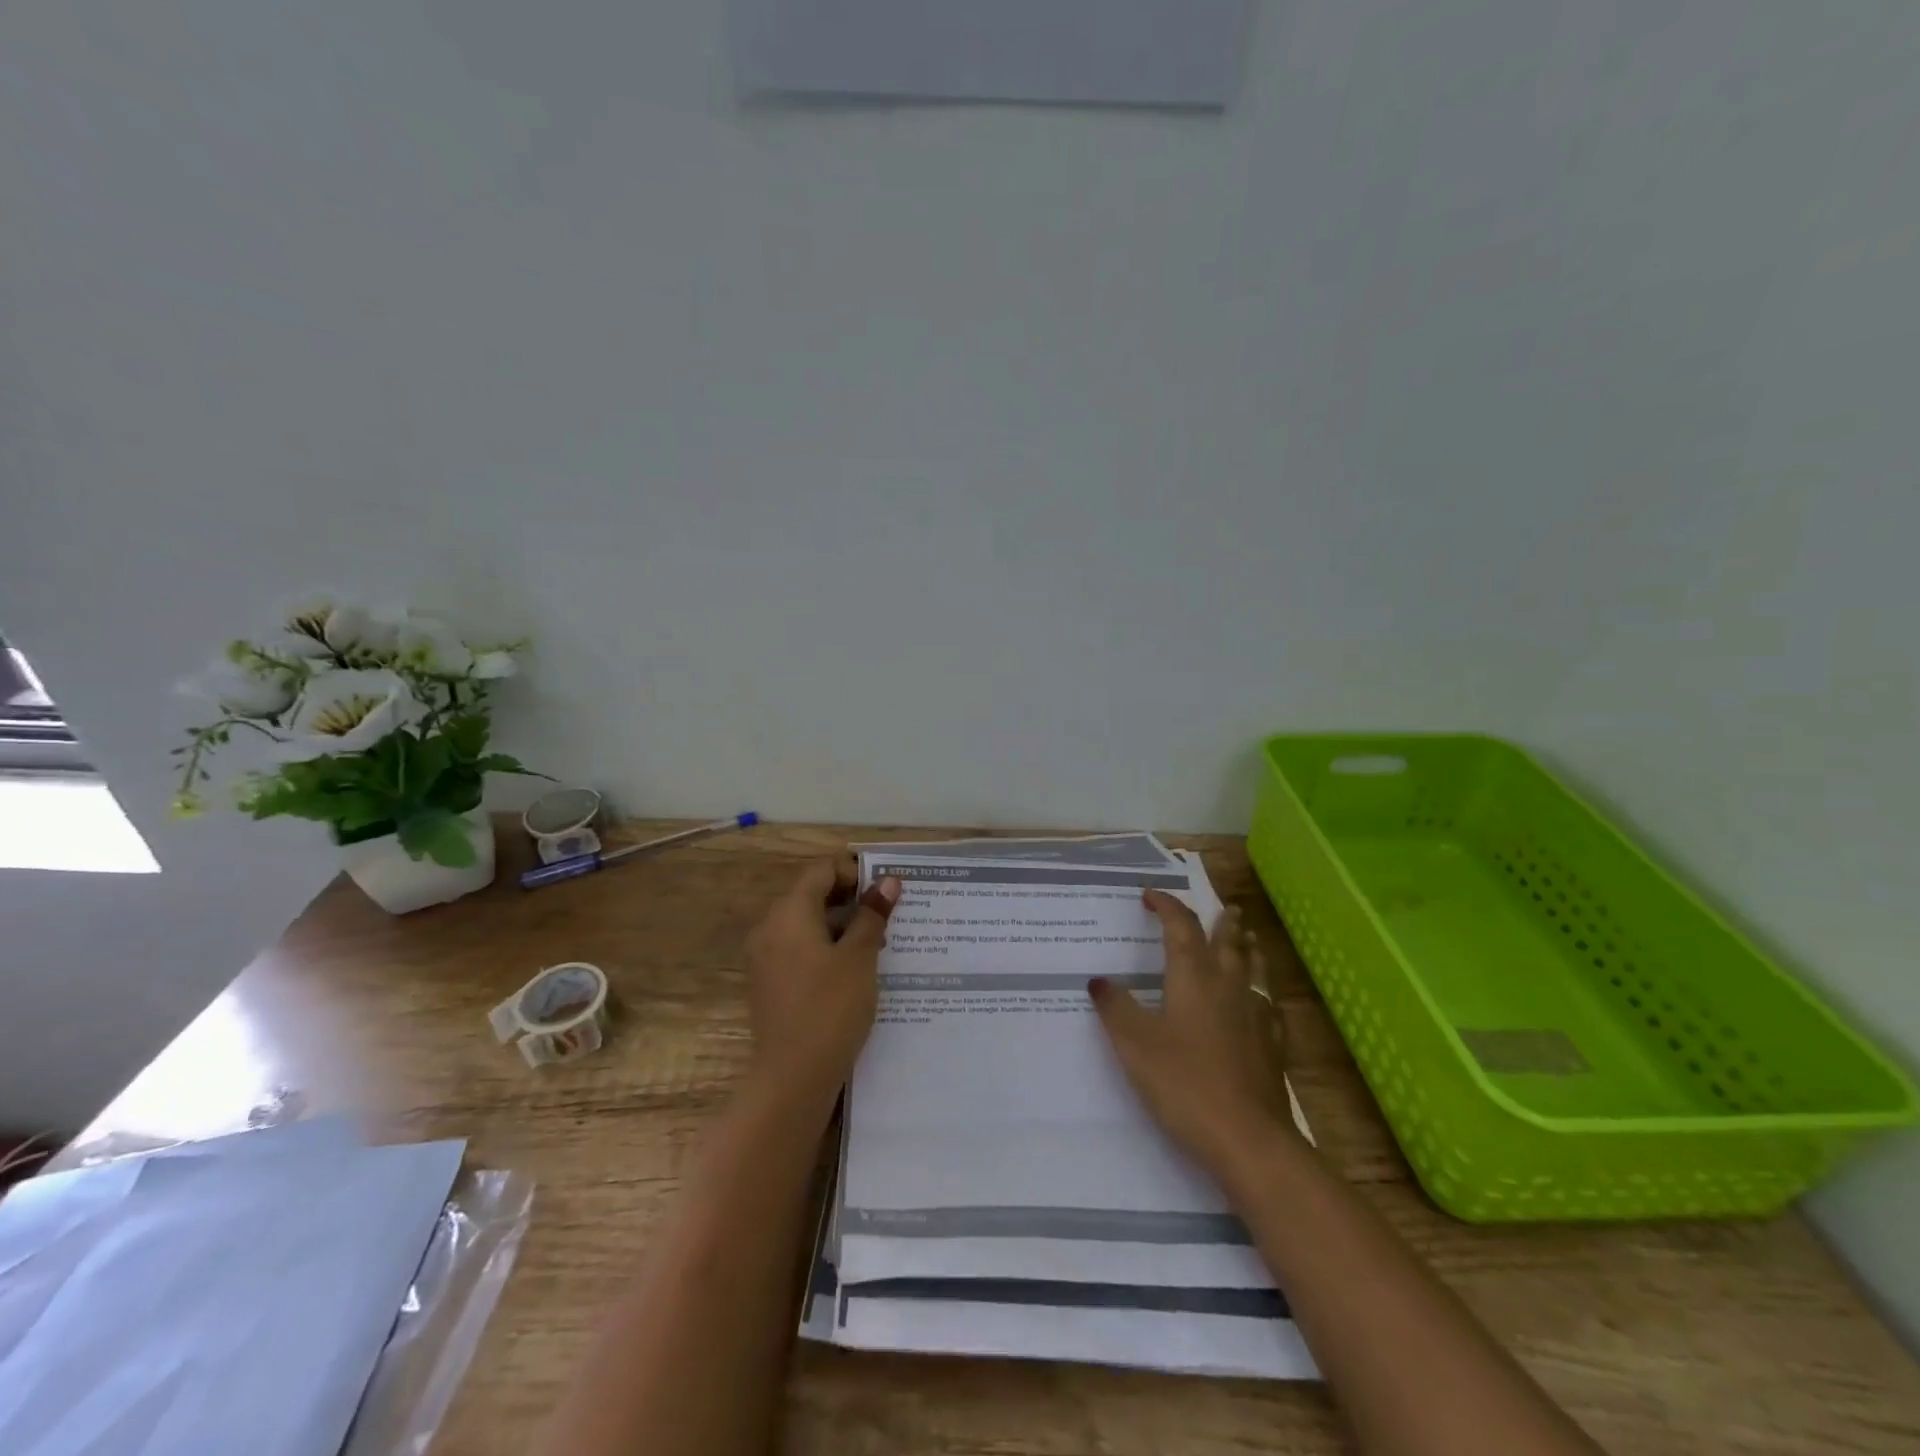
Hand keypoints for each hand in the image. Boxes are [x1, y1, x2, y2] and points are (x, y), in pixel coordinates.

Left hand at [743, 854, 901, 1103]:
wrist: (792, 1077)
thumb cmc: (831, 1008)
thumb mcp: (860, 957)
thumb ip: (872, 915)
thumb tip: (887, 882)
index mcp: (789, 913)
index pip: (821, 871)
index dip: (854, 872)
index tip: (885, 890)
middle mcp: (770, 927)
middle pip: (811, 894)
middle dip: (850, 899)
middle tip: (887, 916)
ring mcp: (765, 957)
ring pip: (806, 923)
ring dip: (840, 925)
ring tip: (876, 943)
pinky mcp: (768, 982)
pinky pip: (798, 948)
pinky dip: (825, 947)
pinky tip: (853, 969)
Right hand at [1089, 890, 1293, 1178]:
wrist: (1248, 1139)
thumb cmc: (1184, 1083)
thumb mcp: (1134, 1044)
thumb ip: (1115, 1008)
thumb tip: (1099, 980)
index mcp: (1193, 976)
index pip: (1181, 926)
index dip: (1166, 905)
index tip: (1150, 895)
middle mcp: (1228, 985)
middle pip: (1228, 941)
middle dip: (1222, 921)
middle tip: (1226, 907)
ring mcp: (1256, 1015)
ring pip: (1254, 968)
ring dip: (1248, 947)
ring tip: (1248, 938)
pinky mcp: (1273, 1045)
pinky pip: (1268, 1004)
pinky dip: (1261, 991)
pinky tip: (1261, 1004)